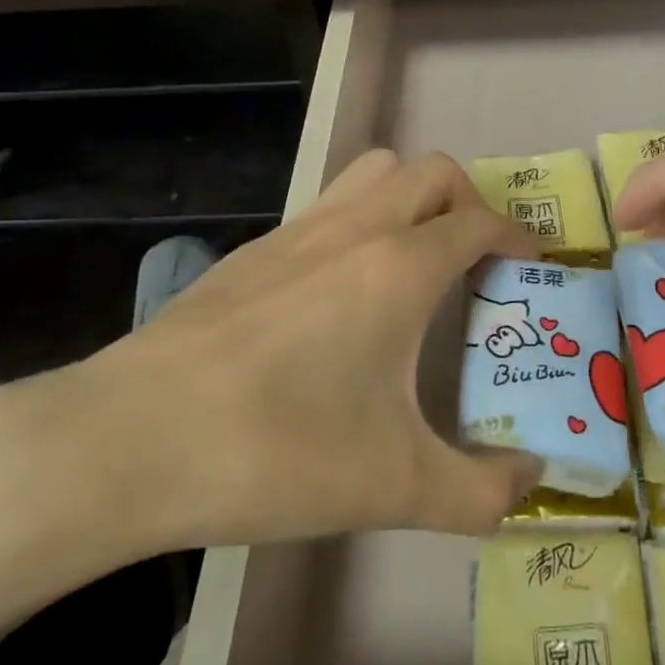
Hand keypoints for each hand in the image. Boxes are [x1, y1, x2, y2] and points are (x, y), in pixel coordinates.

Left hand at [0, 149, 539, 596]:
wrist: (133, 438)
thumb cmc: (278, 450)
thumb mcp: (395, 487)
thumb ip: (481, 492)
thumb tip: (530, 482)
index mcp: (400, 266)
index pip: (480, 219)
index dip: (517, 235)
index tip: (532, 264)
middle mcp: (355, 228)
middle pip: (432, 172)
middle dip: (469, 202)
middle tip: (475, 259)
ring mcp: (297, 230)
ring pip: (374, 172)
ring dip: (410, 197)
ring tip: (414, 261)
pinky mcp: (253, 250)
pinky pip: (326, 206)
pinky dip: (357, 222)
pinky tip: (340, 294)